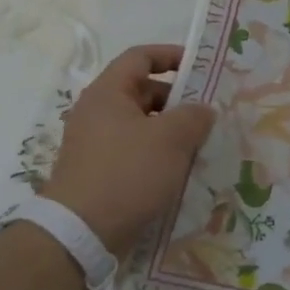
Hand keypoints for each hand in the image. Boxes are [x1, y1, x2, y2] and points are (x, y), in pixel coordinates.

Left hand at [36, 45, 215, 253]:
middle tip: (208, 113)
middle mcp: (97, 113)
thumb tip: (203, 109)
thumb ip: (194, 116)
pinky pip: (135, 152)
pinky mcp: (99, 172)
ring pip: (142, 125)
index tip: (201, 67)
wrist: (80, 234)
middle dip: (178, 100)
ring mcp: (95, 144)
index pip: (140, 57)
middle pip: (142, 91)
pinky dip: (158, 154)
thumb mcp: (171, 139)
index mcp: (108, 93)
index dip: (171, 55)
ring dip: (171, 130)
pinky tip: (180, 171)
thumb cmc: (127, 173)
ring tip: (201, 144)